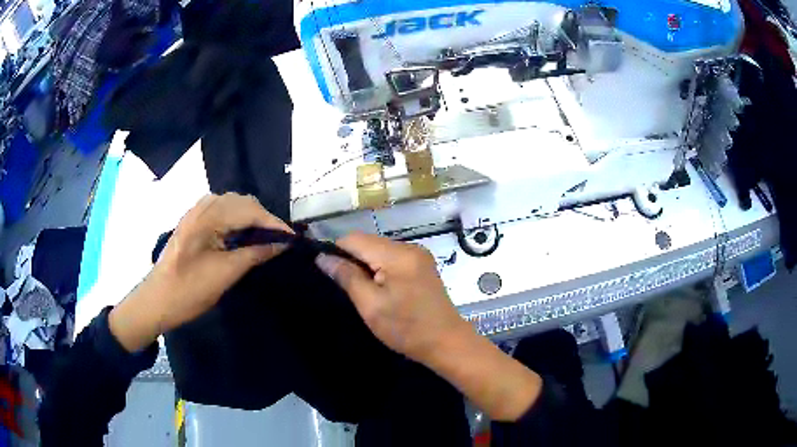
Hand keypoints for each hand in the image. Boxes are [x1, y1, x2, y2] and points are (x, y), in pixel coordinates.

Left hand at [109, 193, 291, 351]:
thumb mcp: (225, 274)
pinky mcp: (193, 222)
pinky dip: (237, 221)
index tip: (293, 240)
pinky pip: (222, 212)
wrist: (156, 301)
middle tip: (280, 242)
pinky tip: (243, 236)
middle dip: (264, 219)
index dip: (274, 224)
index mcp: (207, 216)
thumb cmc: (189, 290)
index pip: (250, 210)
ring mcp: (196, 212)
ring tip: (265, 239)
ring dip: (251, 219)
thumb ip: (255, 254)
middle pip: (242, 202)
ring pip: (233, 205)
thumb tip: (282, 244)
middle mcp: (202, 206)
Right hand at [315, 232, 467, 365]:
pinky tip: (381, 289)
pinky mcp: (423, 265)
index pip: (354, 238)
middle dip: (353, 260)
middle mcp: (409, 247)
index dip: (337, 252)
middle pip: (368, 242)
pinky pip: (392, 258)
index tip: (329, 274)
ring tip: (364, 292)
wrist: (446, 342)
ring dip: (367, 266)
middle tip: (348, 289)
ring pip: (379, 250)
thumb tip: (322, 257)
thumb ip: (347, 277)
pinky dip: (381, 269)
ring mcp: (419, 255)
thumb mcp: (370, 305)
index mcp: (397, 254)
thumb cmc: (406, 328)